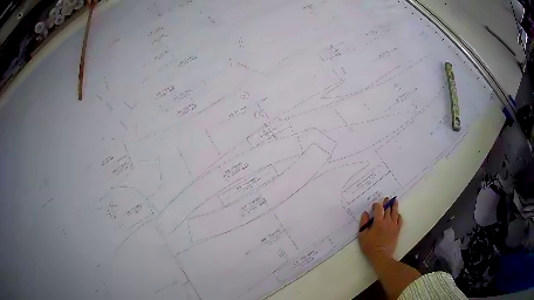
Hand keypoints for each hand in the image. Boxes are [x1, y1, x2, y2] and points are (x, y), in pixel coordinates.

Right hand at [358, 197, 402, 260]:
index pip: (378, 209)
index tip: (375, 204)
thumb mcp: (362, 235)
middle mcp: (387, 222)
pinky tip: (397, 214)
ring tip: (394, 201)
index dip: (377, 205)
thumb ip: (363, 223)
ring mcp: (393, 226)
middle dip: (386, 203)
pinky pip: (400, 220)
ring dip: (394, 206)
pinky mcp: (397, 230)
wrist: (381, 255)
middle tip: (386, 198)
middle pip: (388, 209)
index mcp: (378, 222)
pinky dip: (399, 215)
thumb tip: (365, 213)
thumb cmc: (370, 246)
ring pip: (395, 213)